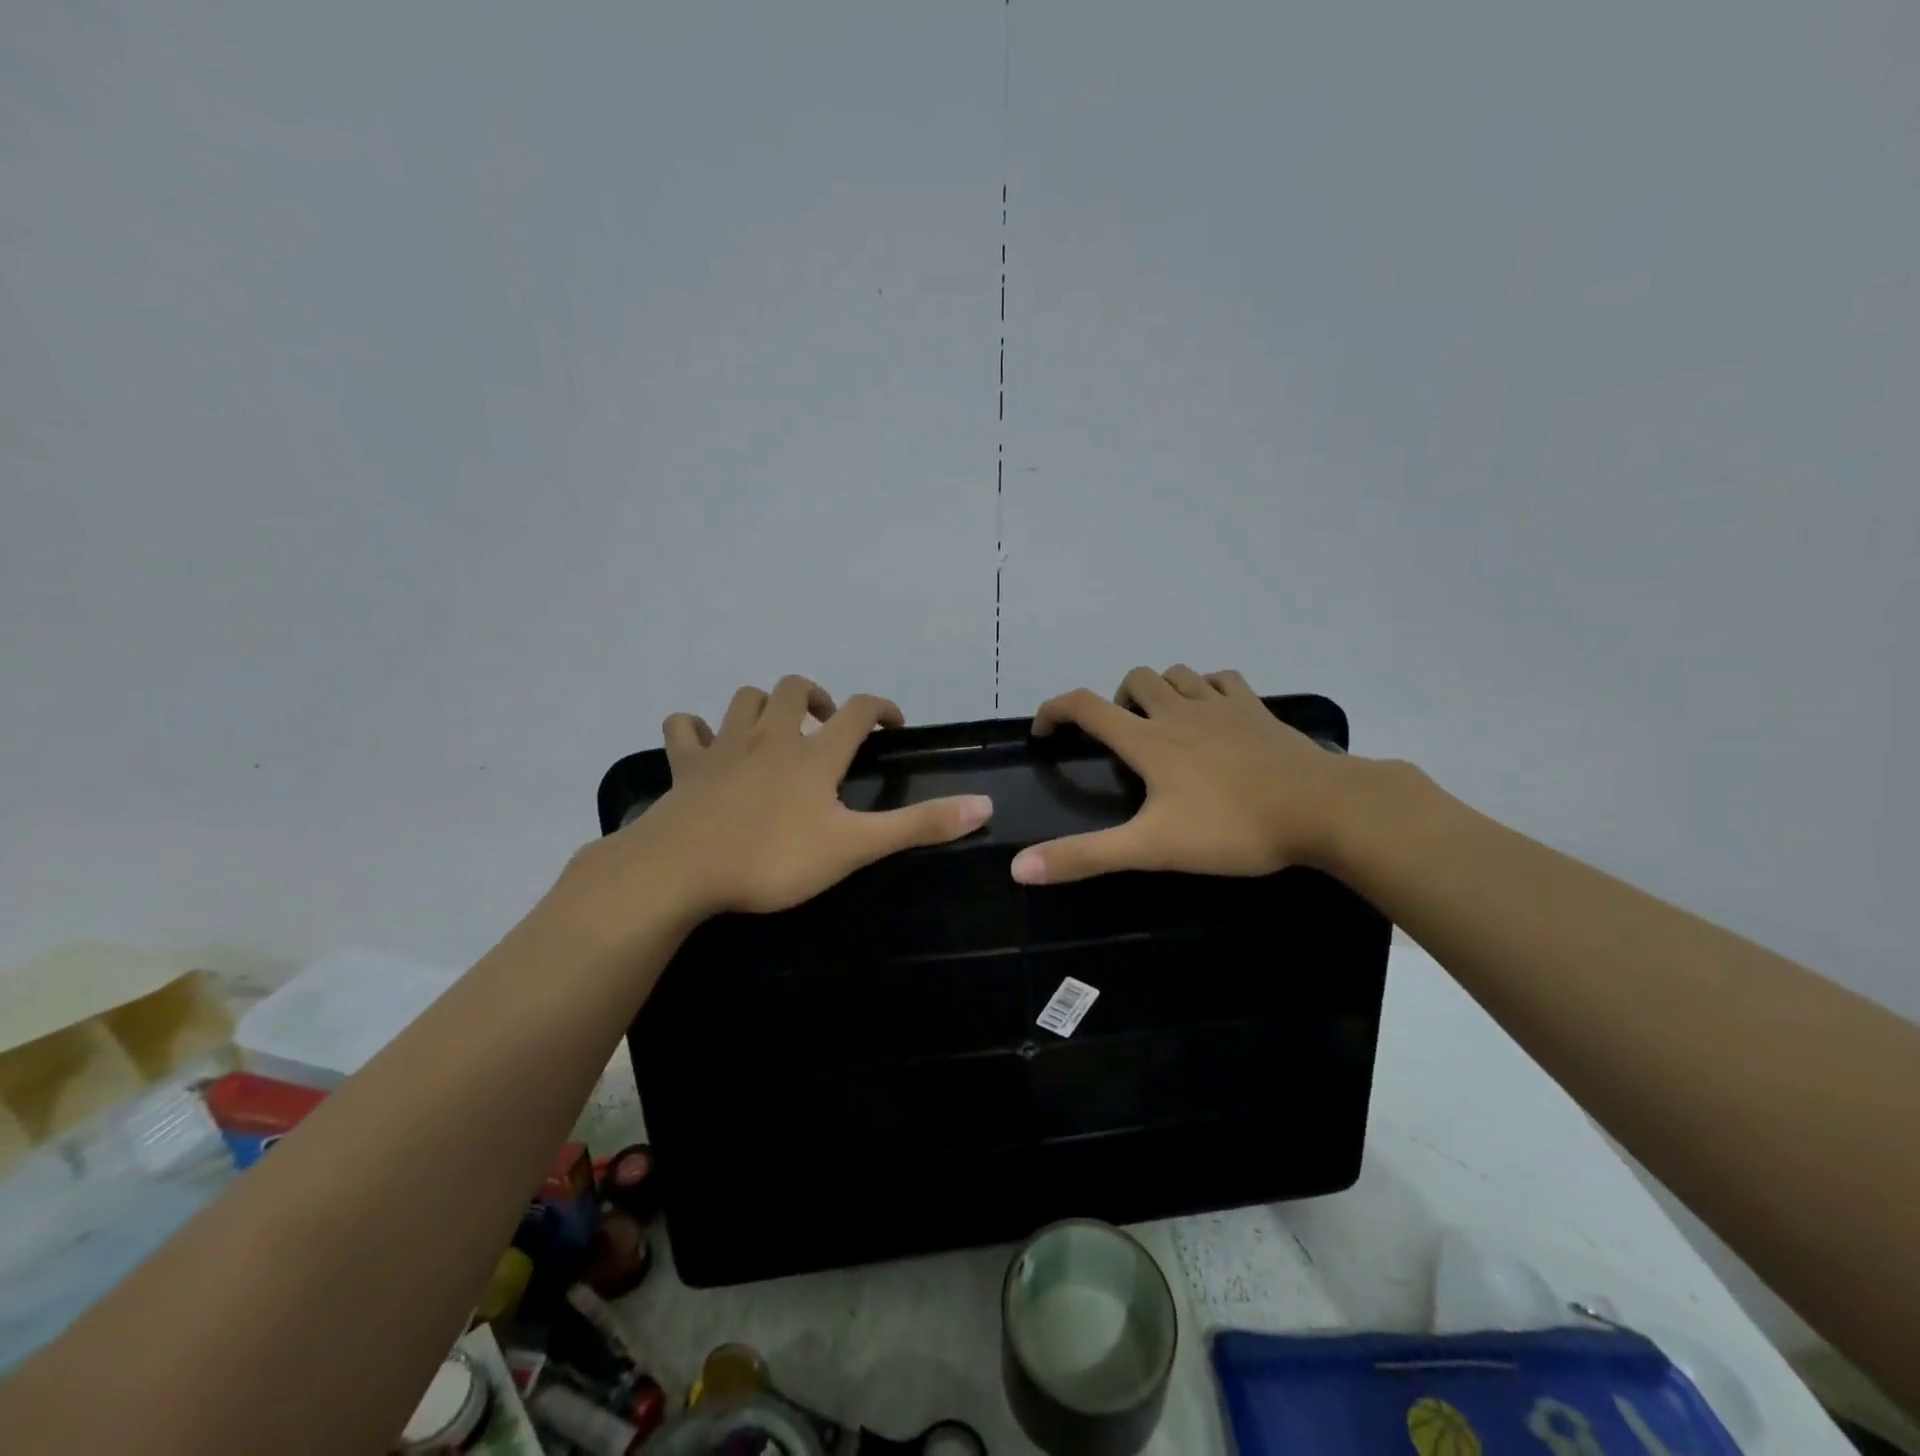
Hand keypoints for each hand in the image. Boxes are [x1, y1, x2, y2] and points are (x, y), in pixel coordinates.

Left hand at [563, 676, 993, 927]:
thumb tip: (985, 805)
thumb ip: (918, 826)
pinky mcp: (684, 766)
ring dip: (763, 705)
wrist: (681, 870)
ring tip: (775, 729)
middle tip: (827, 726)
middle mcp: (770, 737)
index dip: (881, 709)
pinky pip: (683, 728)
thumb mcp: (854, 847)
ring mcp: (723, 747)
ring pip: (744, 699)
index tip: (892, 726)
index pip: (858, 711)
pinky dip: (695, 728)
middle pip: (794, 689)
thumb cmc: (773, 858)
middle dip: (816, 697)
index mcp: (814, 754)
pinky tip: (704, 742)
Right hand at [1009, 666, 1352, 884]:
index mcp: (1147, 740)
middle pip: (1133, 680)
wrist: (1322, 808)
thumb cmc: (1231, 827)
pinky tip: (1212, 713)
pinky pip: (1223, 680)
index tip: (1044, 732)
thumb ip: (1085, 856)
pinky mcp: (1257, 711)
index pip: (1084, 706)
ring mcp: (1222, 706)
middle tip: (1120, 740)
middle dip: (1115, 701)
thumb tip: (1019, 868)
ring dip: (1159, 690)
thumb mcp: (1151, 848)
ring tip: (1162, 724)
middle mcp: (1178, 711)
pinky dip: (1206, 688)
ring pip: (1177, 673)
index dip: (1054, 711)